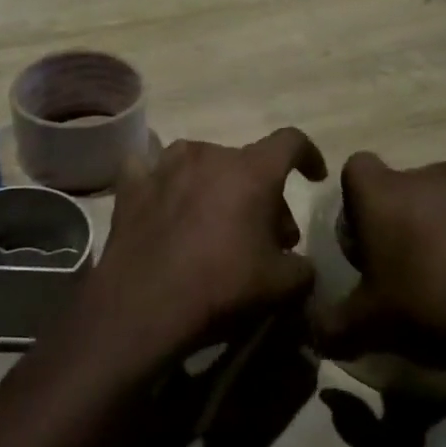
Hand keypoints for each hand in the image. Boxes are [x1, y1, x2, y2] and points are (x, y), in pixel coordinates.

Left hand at [71, 128, 328, 371]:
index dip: (309, 155)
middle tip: (265, 235)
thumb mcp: (283, 286)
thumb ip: (303, 268)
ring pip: (201, 162)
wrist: (144, 304)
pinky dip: (163, 182)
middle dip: (262, 192)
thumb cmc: (222, 286)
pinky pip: (151, 169)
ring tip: (216, 220)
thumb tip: (299, 264)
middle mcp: (209, 155)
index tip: (314, 177)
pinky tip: (163, 201)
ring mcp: (165, 165)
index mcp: (252, 171)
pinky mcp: (132, 184)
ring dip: (216, 184)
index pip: (291, 142)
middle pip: (246, 162)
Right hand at [310, 153, 445, 415]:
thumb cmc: (431, 310)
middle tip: (417, 266)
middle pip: (413, 185)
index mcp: (386, 193)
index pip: (357, 169)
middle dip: (411, 215)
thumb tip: (313, 334)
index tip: (368, 242)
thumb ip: (331, 326)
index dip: (358, 202)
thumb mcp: (367, 328)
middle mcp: (436, 175)